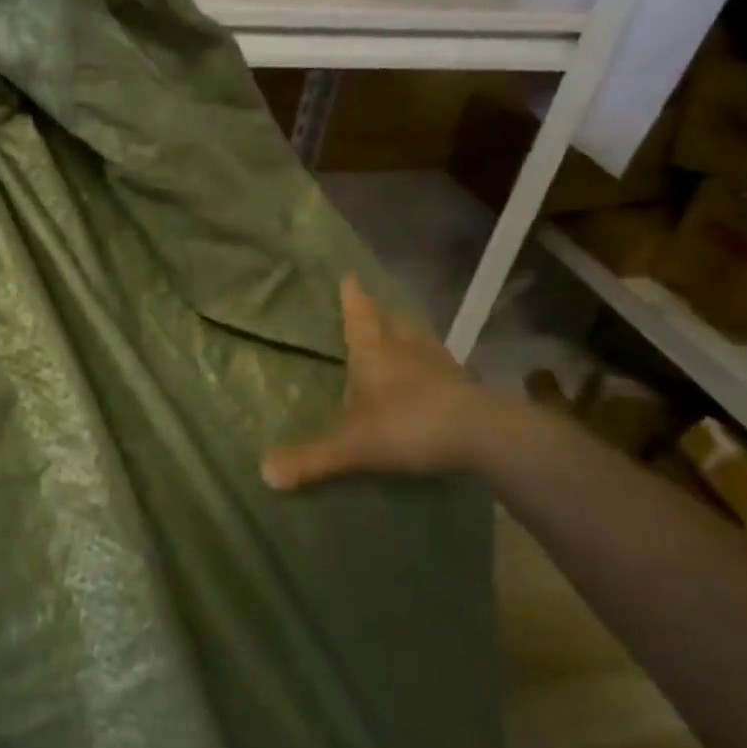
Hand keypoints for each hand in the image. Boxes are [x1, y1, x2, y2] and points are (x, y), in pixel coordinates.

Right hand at [261, 275, 509, 488]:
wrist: (482, 436)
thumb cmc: (407, 426)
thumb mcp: (351, 447)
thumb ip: (310, 459)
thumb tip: (264, 473)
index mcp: (374, 351)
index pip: (359, 314)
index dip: (351, 296)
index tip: (348, 274)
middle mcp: (406, 348)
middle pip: (392, 319)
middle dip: (379, 311)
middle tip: (369, 306)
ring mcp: (439, 364)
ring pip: (419, 338)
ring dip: (406, 333)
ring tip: (398, 336)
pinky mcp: (464, 384)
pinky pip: (439, 364)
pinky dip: (428, 364)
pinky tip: (428, 376)